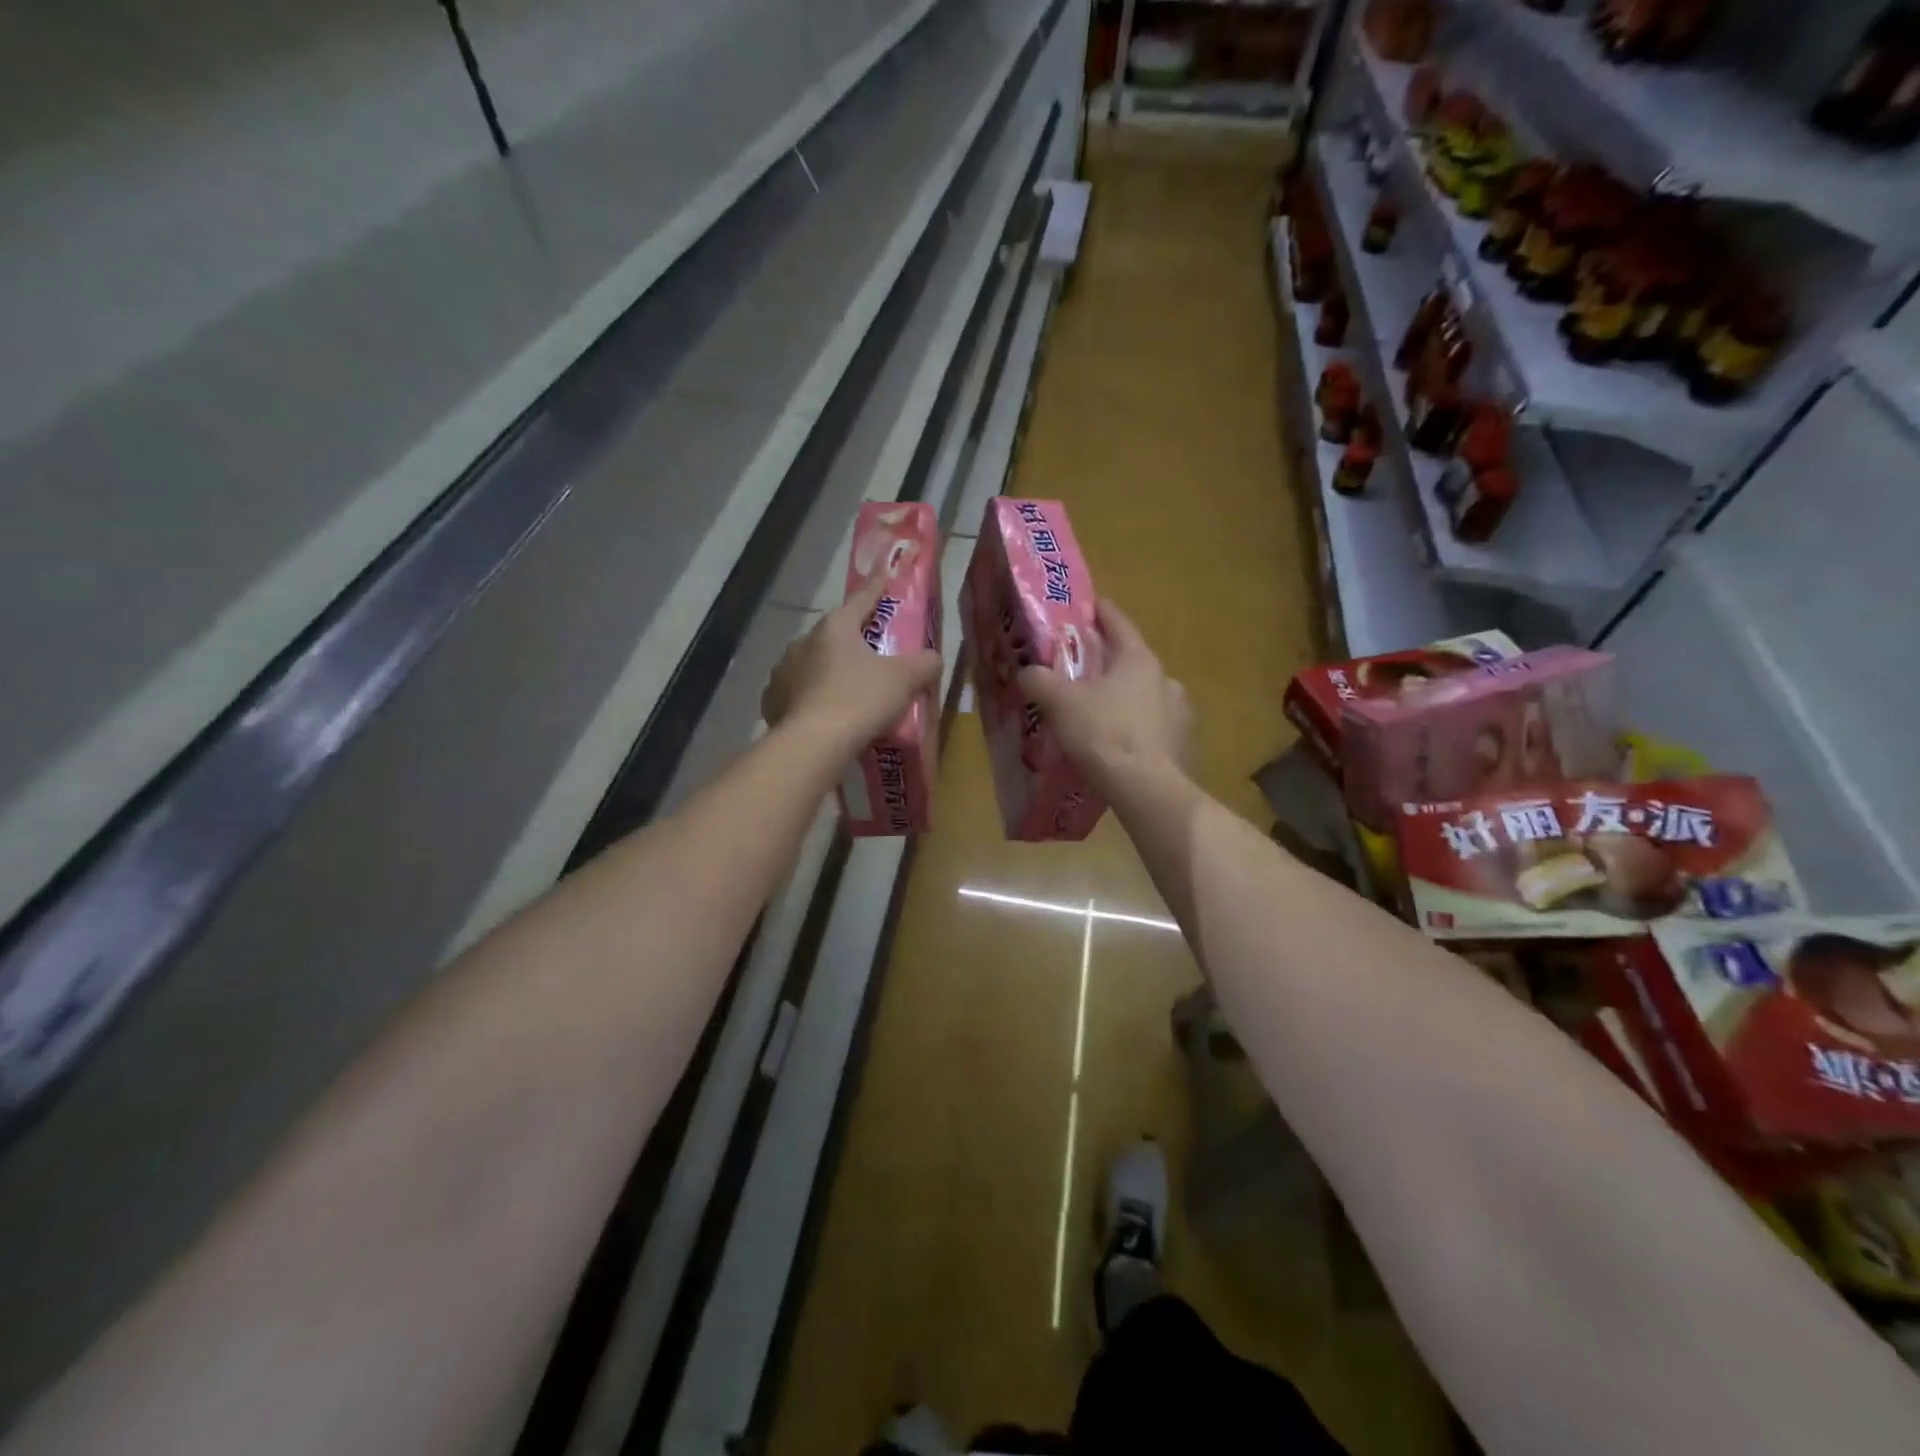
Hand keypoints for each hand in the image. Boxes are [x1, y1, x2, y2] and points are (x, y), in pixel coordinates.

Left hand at [762, 575, 942, 750]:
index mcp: (835, 627)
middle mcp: (803, 641)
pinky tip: (822, 713)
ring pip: (812, 664)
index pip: (861, 599)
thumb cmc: (860, 700)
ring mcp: (783, 671)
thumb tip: (933, 659)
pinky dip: (810, 698)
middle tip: (871, 654)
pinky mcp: (772, 700)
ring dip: (828, 671)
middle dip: (852, 640)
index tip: (884, 579)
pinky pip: (796, 693)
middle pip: (835, 634)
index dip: (877, 589)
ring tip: (846, 691)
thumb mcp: (904, 679)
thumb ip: (924, 664)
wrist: (813, 743)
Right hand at [1018, 598, 1192, 787]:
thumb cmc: (1105, 734)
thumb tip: (1026, 672)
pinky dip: (1138, 728)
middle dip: (1109, 663)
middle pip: (1133, 661)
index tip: (1090, 606)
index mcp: (1138, 660)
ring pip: (1146, 696)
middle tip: (1085, 670)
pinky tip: (1121, 744)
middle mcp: (1166, 679)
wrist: (1148, 790)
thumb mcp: (1061, 704)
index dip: (1101, 612)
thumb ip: (1040, 681)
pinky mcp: (1183, 744)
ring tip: (1102, 712)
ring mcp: (1179, 713)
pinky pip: (1155, 727)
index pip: (1119, 623)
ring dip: (1126, 698)